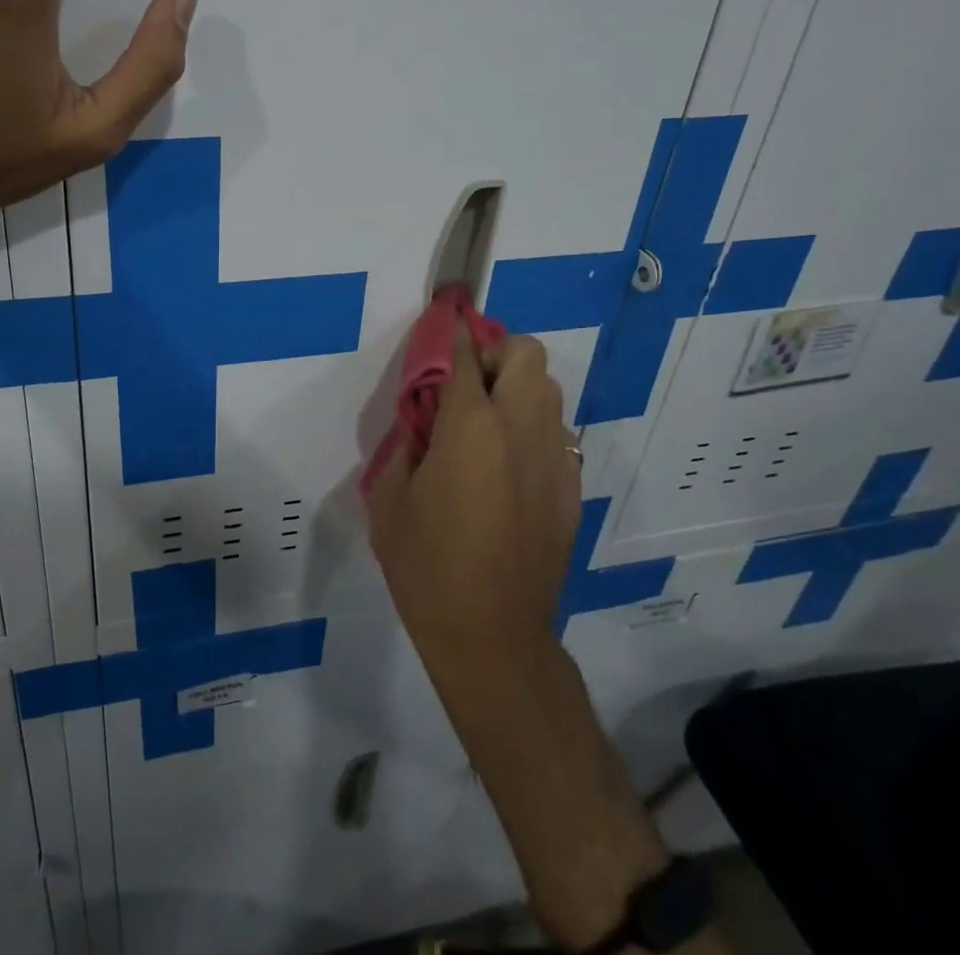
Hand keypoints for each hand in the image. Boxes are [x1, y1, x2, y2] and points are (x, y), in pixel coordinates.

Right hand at [367, 329, 581, 688]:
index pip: (465, 354)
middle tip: (464, 386)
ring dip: (516, 389)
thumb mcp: (390, 499)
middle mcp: (521, 431)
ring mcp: (554, 460)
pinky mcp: (570, 489)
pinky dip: (530, 429)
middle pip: (527, 354)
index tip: (442, 321)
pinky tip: (505, 469)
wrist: (493, 638)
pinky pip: (554, 434)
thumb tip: (424, 418)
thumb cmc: (428, 568)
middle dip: (495, 353)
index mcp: (472, 429)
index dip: (452, 330)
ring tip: (484, 425)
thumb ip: (407, 442)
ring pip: (548, 390)